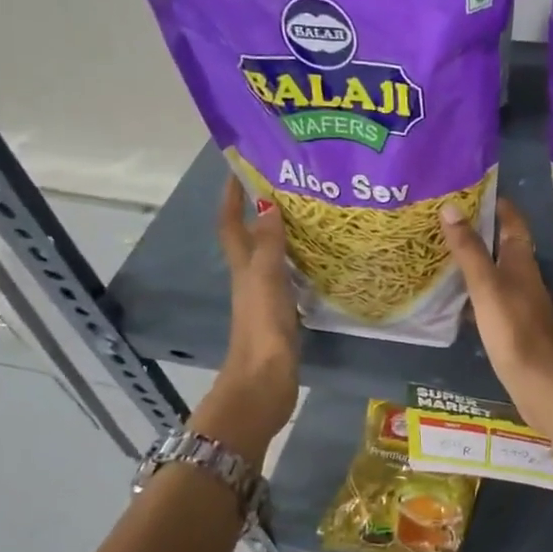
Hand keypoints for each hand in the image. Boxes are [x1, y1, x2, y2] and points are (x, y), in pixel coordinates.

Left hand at [196, 176, 299, 459]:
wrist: (264, 383)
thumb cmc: (263, 329)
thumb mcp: (266, 281)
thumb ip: (269, 245)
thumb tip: (267, 203)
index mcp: (243, 269)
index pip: (231, 225)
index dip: (231, 198)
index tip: (239, 168)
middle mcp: (251, 279)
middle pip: (251, 238)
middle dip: (262, 211)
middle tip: (289, 186)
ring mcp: (266, 299)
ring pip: (272, 258)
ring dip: (283, 237)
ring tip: (310, 216)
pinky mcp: (283, 316)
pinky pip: (290, 279)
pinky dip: (300, 264)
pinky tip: (320, 261)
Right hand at [441, 197, 552, 437]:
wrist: (541, 385)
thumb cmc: (514, 331)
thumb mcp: (487, 286)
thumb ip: (469, 250)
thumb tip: (451, 207)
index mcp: (521, 263)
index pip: (513, 223)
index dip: (498, 205)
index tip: (473, 189)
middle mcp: (523, 279)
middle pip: (503, 247)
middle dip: (480, 232)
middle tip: (446, 219)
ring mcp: (518, 305)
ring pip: (495, 274)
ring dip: (475, 262)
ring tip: (442, 253)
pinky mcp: (511, 328)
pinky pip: (489, 301)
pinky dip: (473, 293)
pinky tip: (454, 299)